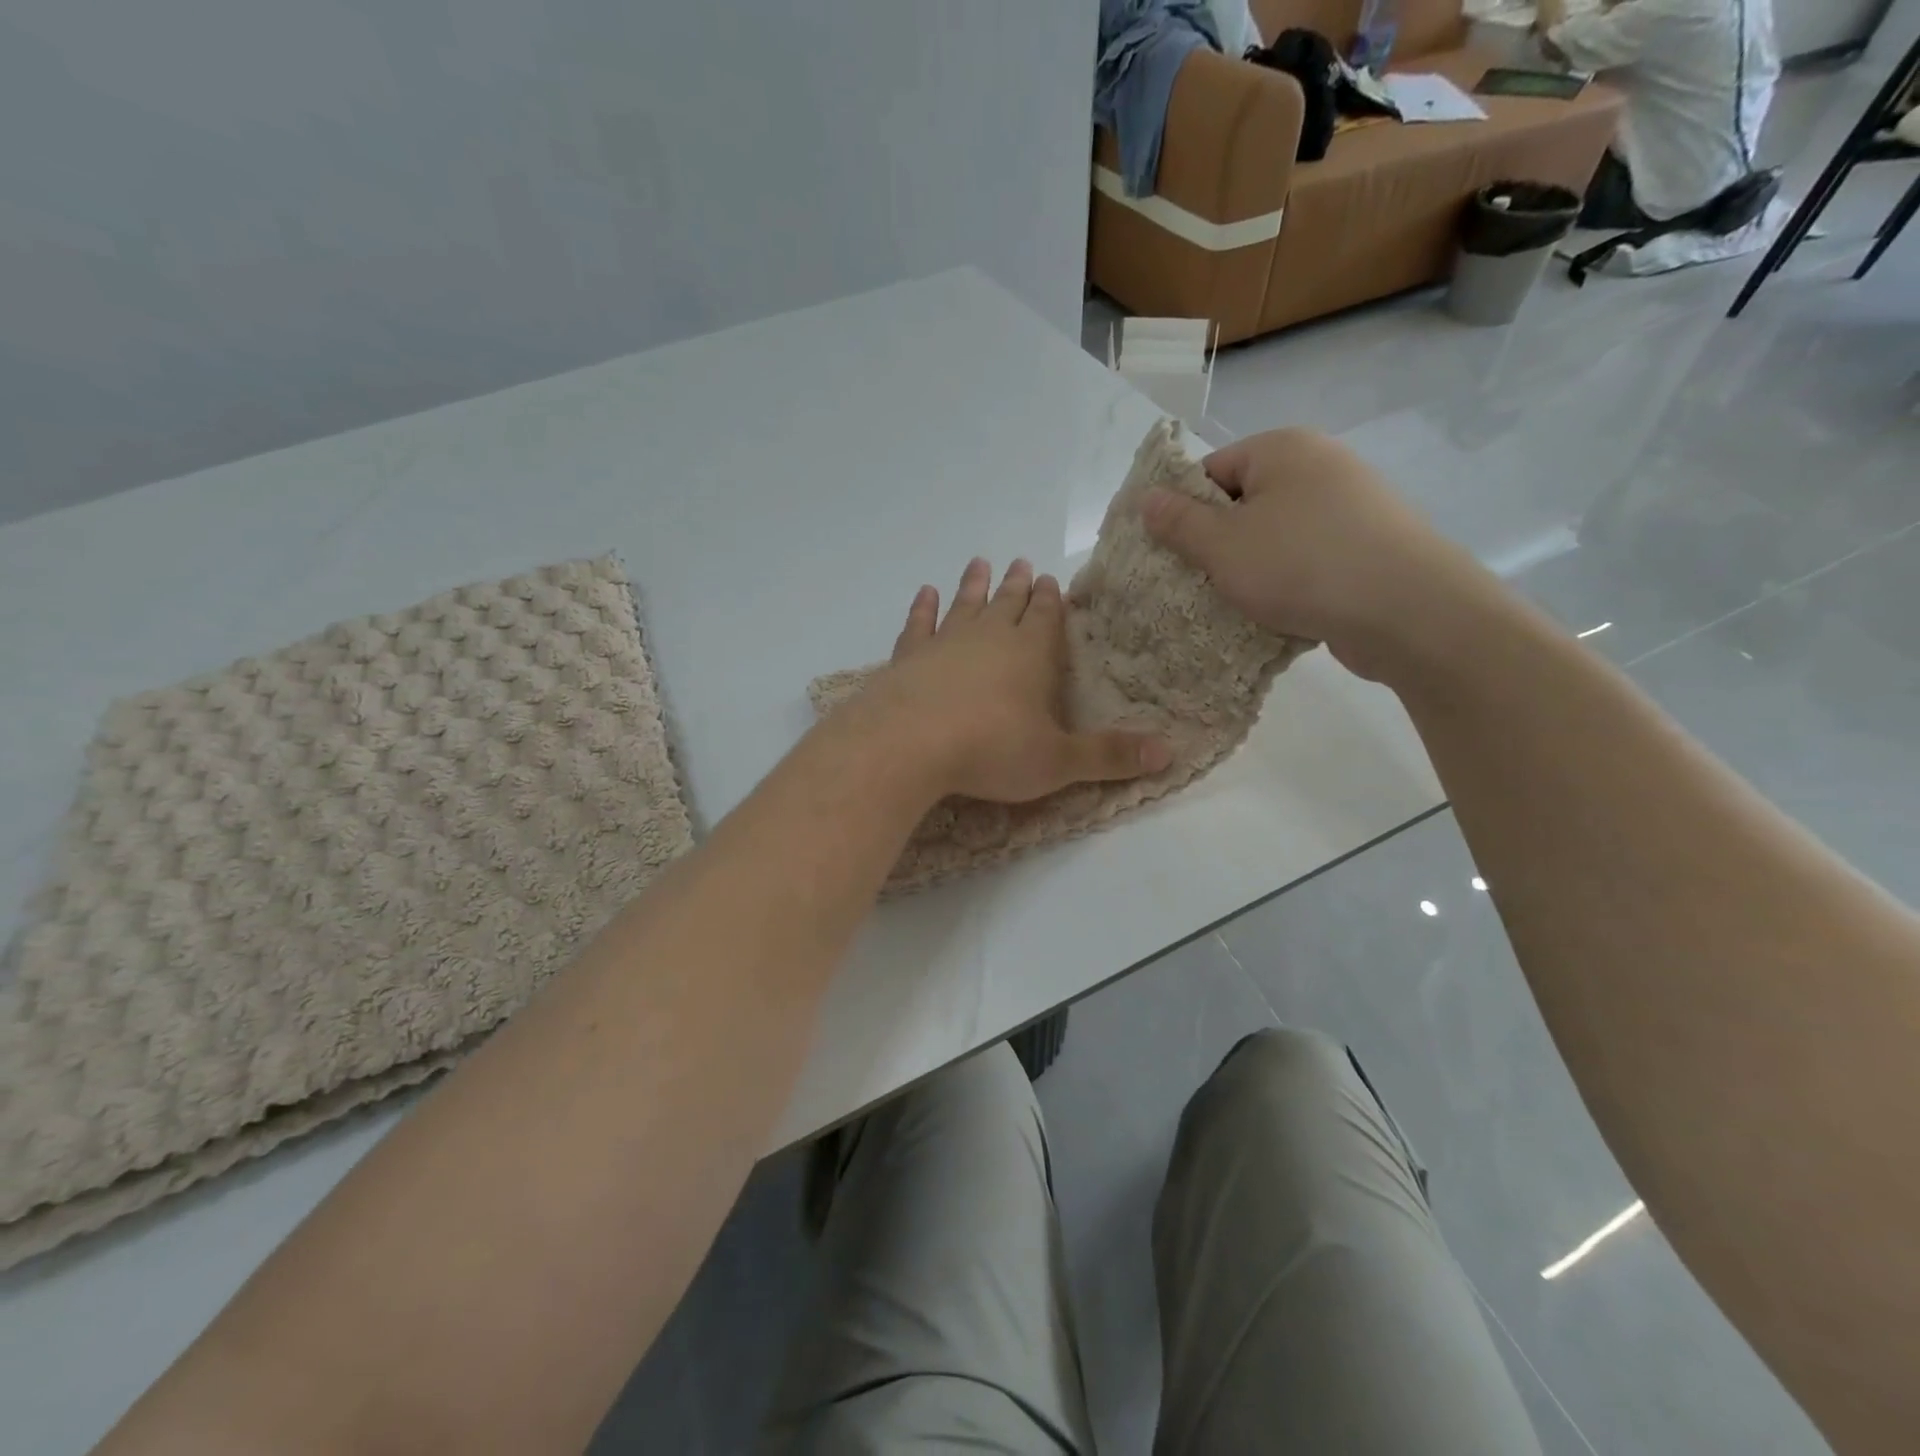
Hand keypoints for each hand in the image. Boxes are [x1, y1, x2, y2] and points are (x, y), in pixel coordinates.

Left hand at [865, 557, 1171, 802]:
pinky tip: (925, 593)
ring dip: (973, 586)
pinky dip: (922, 608)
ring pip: (964, 605)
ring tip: (979, 563)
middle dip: (1017, 586)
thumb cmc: (991, 750)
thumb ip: (1108, 755)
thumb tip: (1170, 751)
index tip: (1050, 579)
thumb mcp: (1058, 761)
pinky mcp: (907, 657)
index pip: (1045, 618)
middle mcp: (988, 638)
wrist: (909, 744)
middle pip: (1007, 604)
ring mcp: (944, 643)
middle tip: (1020, 563)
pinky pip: (918, 624)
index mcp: (1030, 655)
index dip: (1050, 601)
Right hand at [1142, 428, 1493, 681]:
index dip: (1184, 513)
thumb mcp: (1223, 546)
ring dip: (1252, 569)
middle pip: (1244, 503)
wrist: (1408, 610)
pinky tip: (1280, 613)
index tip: (1174, 556)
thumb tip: (1147, 498)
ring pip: (1276, 536)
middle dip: (1218, 545)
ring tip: (1238, 605)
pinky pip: (1310, 558)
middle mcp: (1321, 464)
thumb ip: (1179, 523)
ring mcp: (1352, 504)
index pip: (1211, 472)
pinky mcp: (1370, 544)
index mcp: (1282, 449)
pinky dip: (1289, 582)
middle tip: (1199, 586)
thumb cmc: (1301, 566)